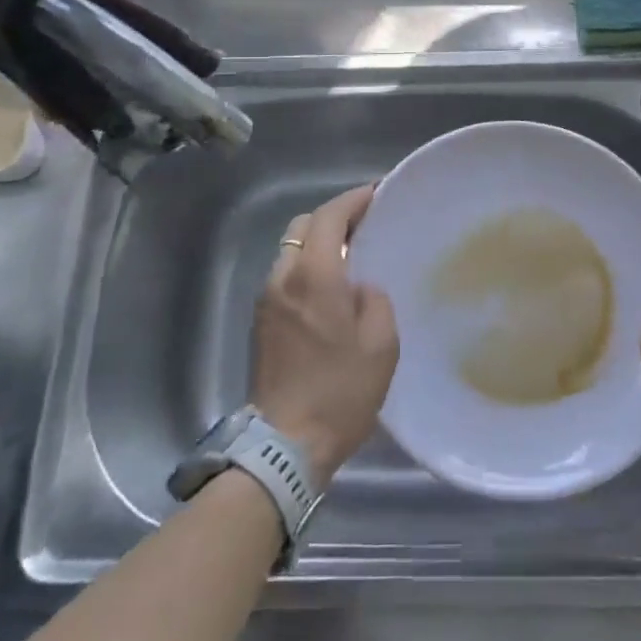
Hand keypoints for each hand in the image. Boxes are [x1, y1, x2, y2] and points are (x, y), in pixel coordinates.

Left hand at [251, 185, 398, 483]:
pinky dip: (307, 265)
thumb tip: (360, 287)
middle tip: (365, 223)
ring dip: (317, 242)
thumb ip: (374, 299)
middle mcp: (283, 278)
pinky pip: (285, 275)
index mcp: (314, 276)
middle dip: (333, 217)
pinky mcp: (260, 322)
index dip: (353, 200)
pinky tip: (329, 286)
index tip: (376, 193)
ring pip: (290, 250)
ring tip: (349, 253)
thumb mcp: (381, 344)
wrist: (284, 446)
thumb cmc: (340, 392)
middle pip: (303, 226)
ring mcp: (266, 300)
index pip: (328, 217)